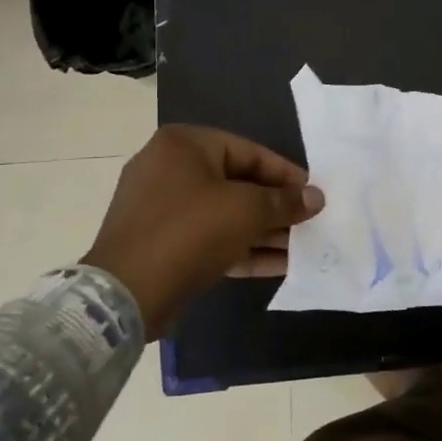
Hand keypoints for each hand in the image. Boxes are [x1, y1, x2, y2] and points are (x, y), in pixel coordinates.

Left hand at [80, 125, 323, 339]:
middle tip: (309, 222)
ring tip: (302, 246)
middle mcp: (169, 169)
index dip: (287, 174)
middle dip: (276, 206)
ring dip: (264, 230)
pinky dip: (242, 247)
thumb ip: (285, 202)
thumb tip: (316, 198)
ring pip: (225, 214)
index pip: (250, 152)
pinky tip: (280, 264)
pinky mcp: (161, 243)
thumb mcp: (246, 211)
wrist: (125, 295)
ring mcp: (161, 208)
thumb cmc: (190, 233)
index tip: (313, 194)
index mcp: (184, 145)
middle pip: (238, 183)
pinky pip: (210, 238)